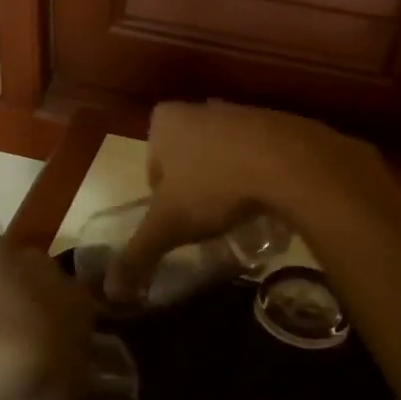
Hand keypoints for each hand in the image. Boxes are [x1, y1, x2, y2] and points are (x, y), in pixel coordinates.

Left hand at [0, 226, 94, 399]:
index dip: (64, 335)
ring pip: (3, 260)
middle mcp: (44, 270)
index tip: (48, 361)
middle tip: (8, 342)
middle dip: (30, 305)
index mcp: (77, 304)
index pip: (81, 313)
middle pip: (43, 282)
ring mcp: (0, 253)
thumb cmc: (29, 377)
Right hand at [109, 101, 385, 302]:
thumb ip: (138, 255)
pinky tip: (266, 198)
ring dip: (227, 179)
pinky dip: (258, 174)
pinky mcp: (278, 122)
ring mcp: (241, 111)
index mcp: (165, 121)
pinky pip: (258, 154)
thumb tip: (112, 292)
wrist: (289, 163)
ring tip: (238, 212)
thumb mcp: (168, 226)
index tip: (180, 219)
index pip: (151, 166)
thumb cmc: (214, 186)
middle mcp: (200, 108)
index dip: (162, 198)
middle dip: (195, 186)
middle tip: (207, 218)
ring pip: (223, 155)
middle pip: (187, 159)